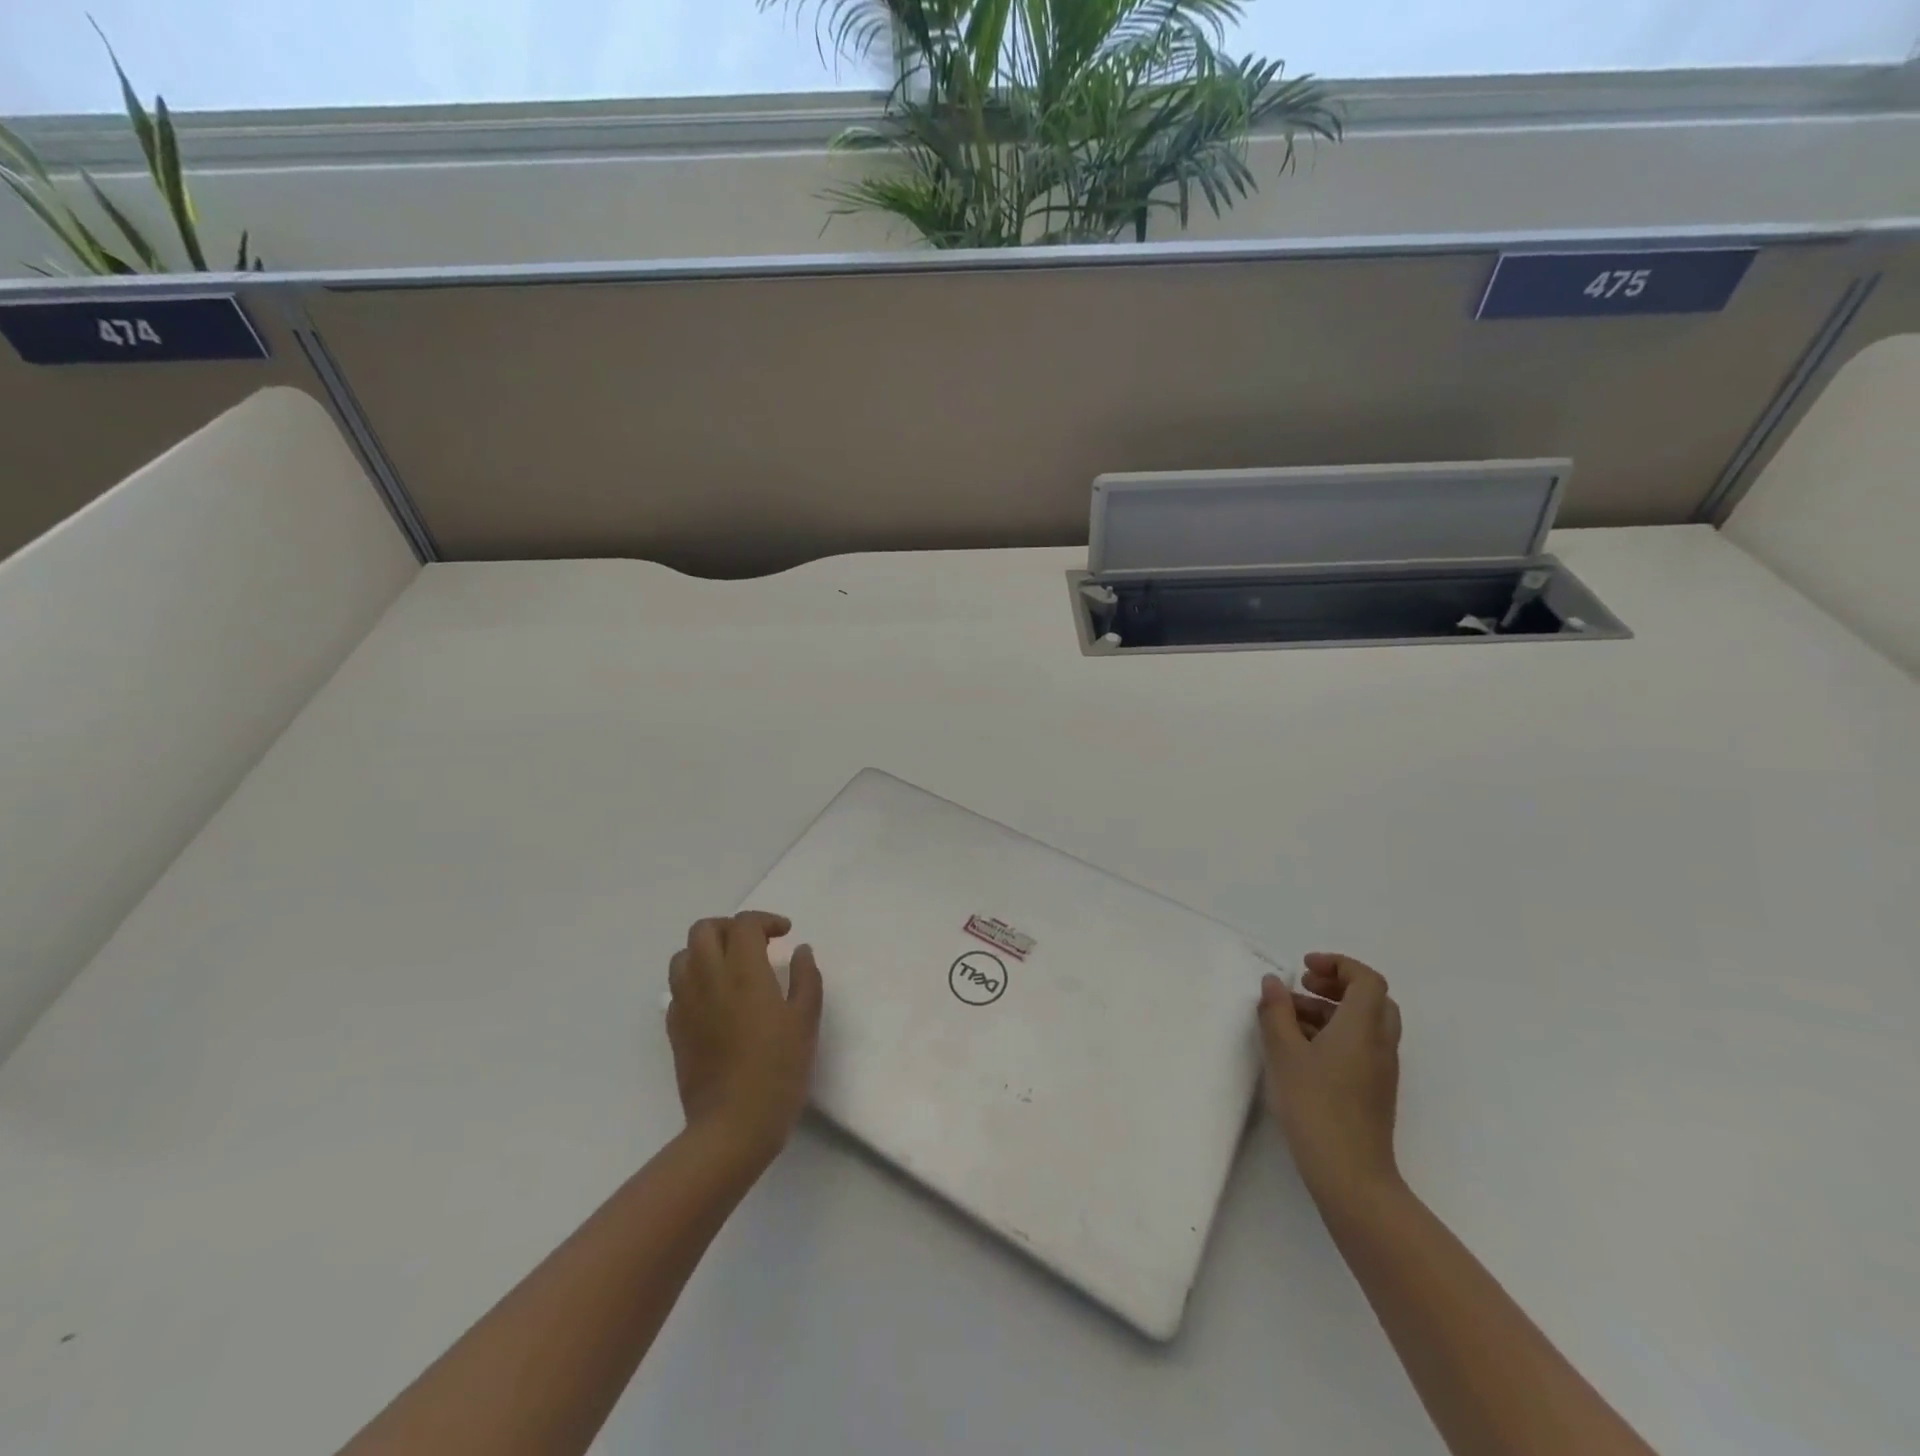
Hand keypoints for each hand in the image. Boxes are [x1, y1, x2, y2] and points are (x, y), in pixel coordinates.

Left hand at [666, 912, 823, 1166]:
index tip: (785, 934)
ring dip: (707, 951)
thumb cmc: (778, 1070)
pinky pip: (677, 988)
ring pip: (682, 956)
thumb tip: (800, 950)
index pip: (744, 924)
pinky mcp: (675, 1029)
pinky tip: (716, 999)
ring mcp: (686, 1004)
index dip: (766, 921)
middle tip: (755, 944)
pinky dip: (695, 980)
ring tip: (731, 967)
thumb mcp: (806, 1020)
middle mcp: (708, 978)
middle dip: (730, 927)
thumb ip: (806, 978)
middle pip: (704, 930)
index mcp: (743, 971)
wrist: (732, 1125)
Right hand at [1257, 952, 1403, 1211]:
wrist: (1351, 1175)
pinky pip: (1361, 1044)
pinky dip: (1337, 1032)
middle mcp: (1380, 1043)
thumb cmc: (1314, 1106)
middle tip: (1302, 986)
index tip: (1303, 968)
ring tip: (1290, 1018)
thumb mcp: (1283, 1052)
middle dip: (1336, 984)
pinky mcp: (1374, 1089)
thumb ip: (1276, 1011)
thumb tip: (1274, 982)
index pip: (1366, 979)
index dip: (1337, 964)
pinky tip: (1303, 1048)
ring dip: (1332, 1009)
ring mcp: (1381, 1069)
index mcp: (1362, 1027)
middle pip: (1371, 998)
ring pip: (1365, 1023)